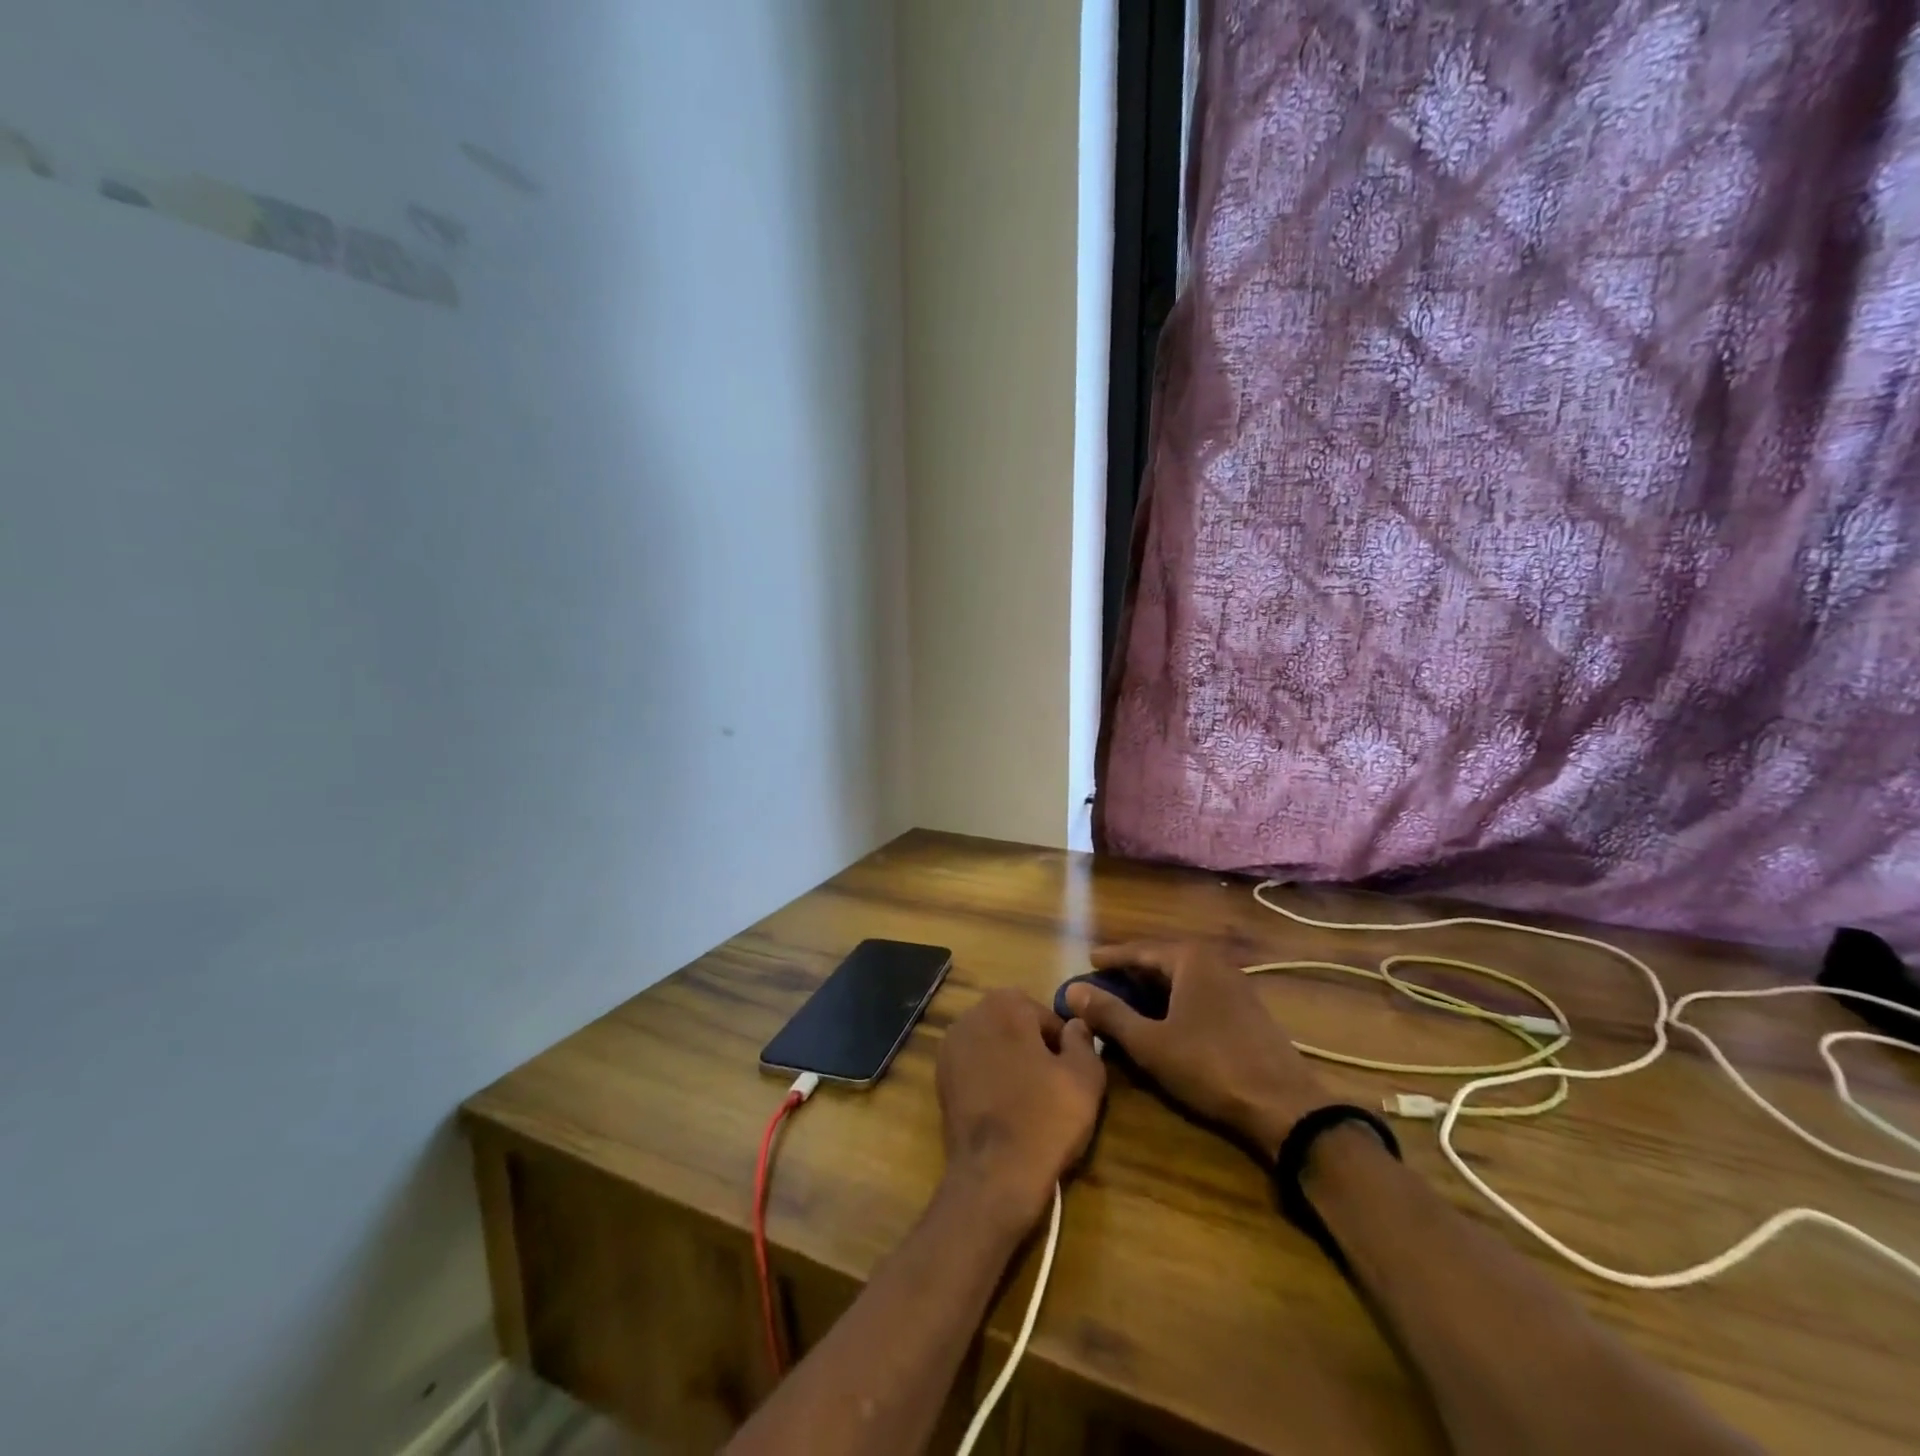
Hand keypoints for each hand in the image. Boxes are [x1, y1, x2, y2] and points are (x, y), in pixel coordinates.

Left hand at [936, 988, 1106, 1229]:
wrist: (994, 1176)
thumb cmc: (1045, 1119)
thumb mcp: (1085, 1077)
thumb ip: (1083, 1040)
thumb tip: (1076, 1026)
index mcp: (1005, 1004)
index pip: (1046, 1017)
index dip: (1062, 1047)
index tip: (1068, 1077)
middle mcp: (971, 1014)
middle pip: (1017, 1027)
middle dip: (1034, 1051)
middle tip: (1051, 1090)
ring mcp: (950, 1046)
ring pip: (995, 1046)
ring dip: (1012, 1064)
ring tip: (1028, 1102)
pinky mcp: (940, 1076)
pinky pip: (976, 1067)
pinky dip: (990, 1081)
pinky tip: (1004, 1110)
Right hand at [1065, 941, 1329, 1159]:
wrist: (1283, 1105)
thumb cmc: (1209, 1066)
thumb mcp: (1150, 1042)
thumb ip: (1109, 1014)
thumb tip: (1072, 989)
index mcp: (1190, 959)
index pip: (1140, 949)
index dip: (1111, 957)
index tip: (1088, 961)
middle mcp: (1214, 962)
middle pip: (1162, 960)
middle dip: (1131, 972)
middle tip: (1103, 982)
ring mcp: (1235, 985)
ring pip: (1182, 978)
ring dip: (1152, 988)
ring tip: (1127, 1000)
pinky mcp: (1246, 1010)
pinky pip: (1199, 993)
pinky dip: (1174, 1001)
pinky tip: (1164, 1020)